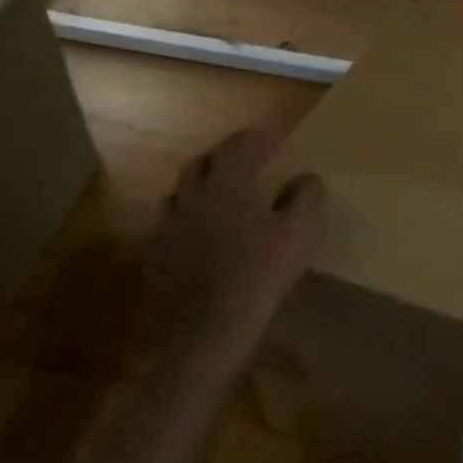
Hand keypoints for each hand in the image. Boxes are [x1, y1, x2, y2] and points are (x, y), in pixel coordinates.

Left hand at [144, 127, 324, 373]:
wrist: (215, 322)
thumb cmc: (263, 269)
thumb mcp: (300, 230)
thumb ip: (306, 195)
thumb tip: (306, 177)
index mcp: (229, 182)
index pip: (239, 146)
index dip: (256, 139)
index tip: (271, 140)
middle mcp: (193, 194)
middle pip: (202, 162)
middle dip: (222, 157)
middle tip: (242, 163)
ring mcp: (169, 224)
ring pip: (180, 193)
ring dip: (199, 188)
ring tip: (216, 197)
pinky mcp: (156, 253)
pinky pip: (168, 226)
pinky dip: (184, 221)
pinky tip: (195, 234)